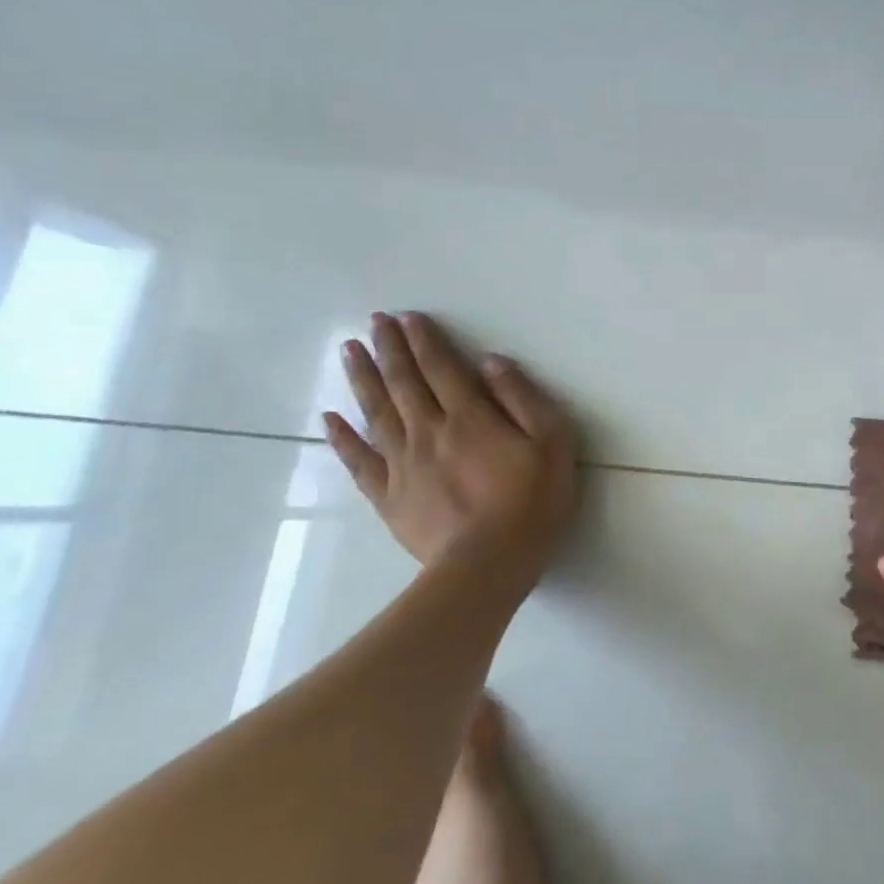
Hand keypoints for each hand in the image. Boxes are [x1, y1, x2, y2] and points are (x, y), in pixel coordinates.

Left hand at [324, 311, 578, 594]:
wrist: (487, 564)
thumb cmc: (532, 501)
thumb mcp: (552, 443)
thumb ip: (523, 399)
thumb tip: (492, 363)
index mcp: (470, 418)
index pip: (442, 369)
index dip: (426, 341)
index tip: (409, 318)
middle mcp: (429, 432)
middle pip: (404, 383)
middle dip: (389, 350)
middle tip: (374, 322)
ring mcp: (402, 465)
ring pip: (376, 413)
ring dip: (363, 379)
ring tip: (349, 352)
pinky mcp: (389, 496)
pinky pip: (359, 460)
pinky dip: (343, 436)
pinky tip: (331, 417)